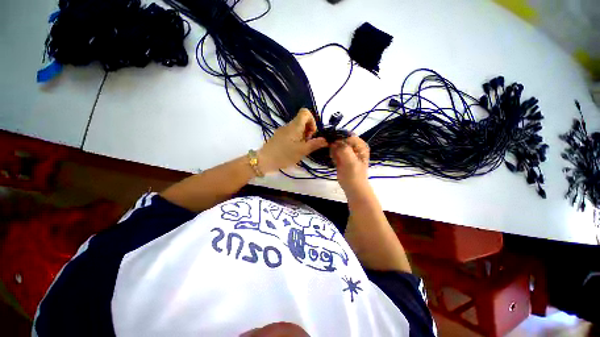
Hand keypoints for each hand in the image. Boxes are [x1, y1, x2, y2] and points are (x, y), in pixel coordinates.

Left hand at [259, 108, 327, 172]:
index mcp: (295, 126)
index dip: (312, 121)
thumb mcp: (302, 151)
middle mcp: (288, 125)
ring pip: (297, 128)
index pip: (305, 112)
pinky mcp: (279, 136)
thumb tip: (326, 140)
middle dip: (308, 131)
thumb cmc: (284, 155)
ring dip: (302, 137)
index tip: (311, 134)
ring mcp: (283, 130)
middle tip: (306, 144)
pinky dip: (296, 139)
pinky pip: (291, 133)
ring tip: (300, 149)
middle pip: (302, 121)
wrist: (264, 160)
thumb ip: (314, 144)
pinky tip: (293, 150)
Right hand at [330, 136, 369, 195]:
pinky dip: (333, 155)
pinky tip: (335, 162)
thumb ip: (344, 149)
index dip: (339, 138)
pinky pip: (334, 151)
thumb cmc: (354, 175)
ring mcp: (347, 151)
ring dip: (333, 151)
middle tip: (336, 155)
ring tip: (337, 159)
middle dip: (335, 145)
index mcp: (360, 145)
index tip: (332, 144)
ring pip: (336, 145)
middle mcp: (354, 146)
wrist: (352, 187)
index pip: (348, 136)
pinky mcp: (341, 156)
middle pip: (341, 139)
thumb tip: (334, 141)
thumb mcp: (351, 161)